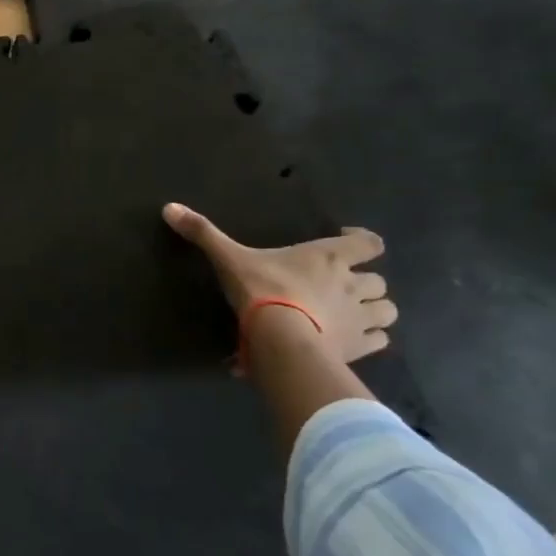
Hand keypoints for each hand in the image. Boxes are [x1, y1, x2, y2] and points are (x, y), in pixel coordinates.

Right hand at [162, 203, 395, 363]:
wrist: (280, 340)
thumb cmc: (261, 291)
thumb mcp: (228, 259)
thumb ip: (203, 233)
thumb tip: (168, 207)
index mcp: (327, 258)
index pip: (368, 243)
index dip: (362, 243)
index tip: (346, 244)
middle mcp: (351, 284)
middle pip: (378, 281)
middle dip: (365, 283)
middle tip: (341, 287)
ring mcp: (359, 318)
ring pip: (386, 311)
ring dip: (374, 311)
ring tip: (353, 315)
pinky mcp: (359, 347)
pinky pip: (379, 340)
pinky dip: (370, 338)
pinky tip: (351, 341)